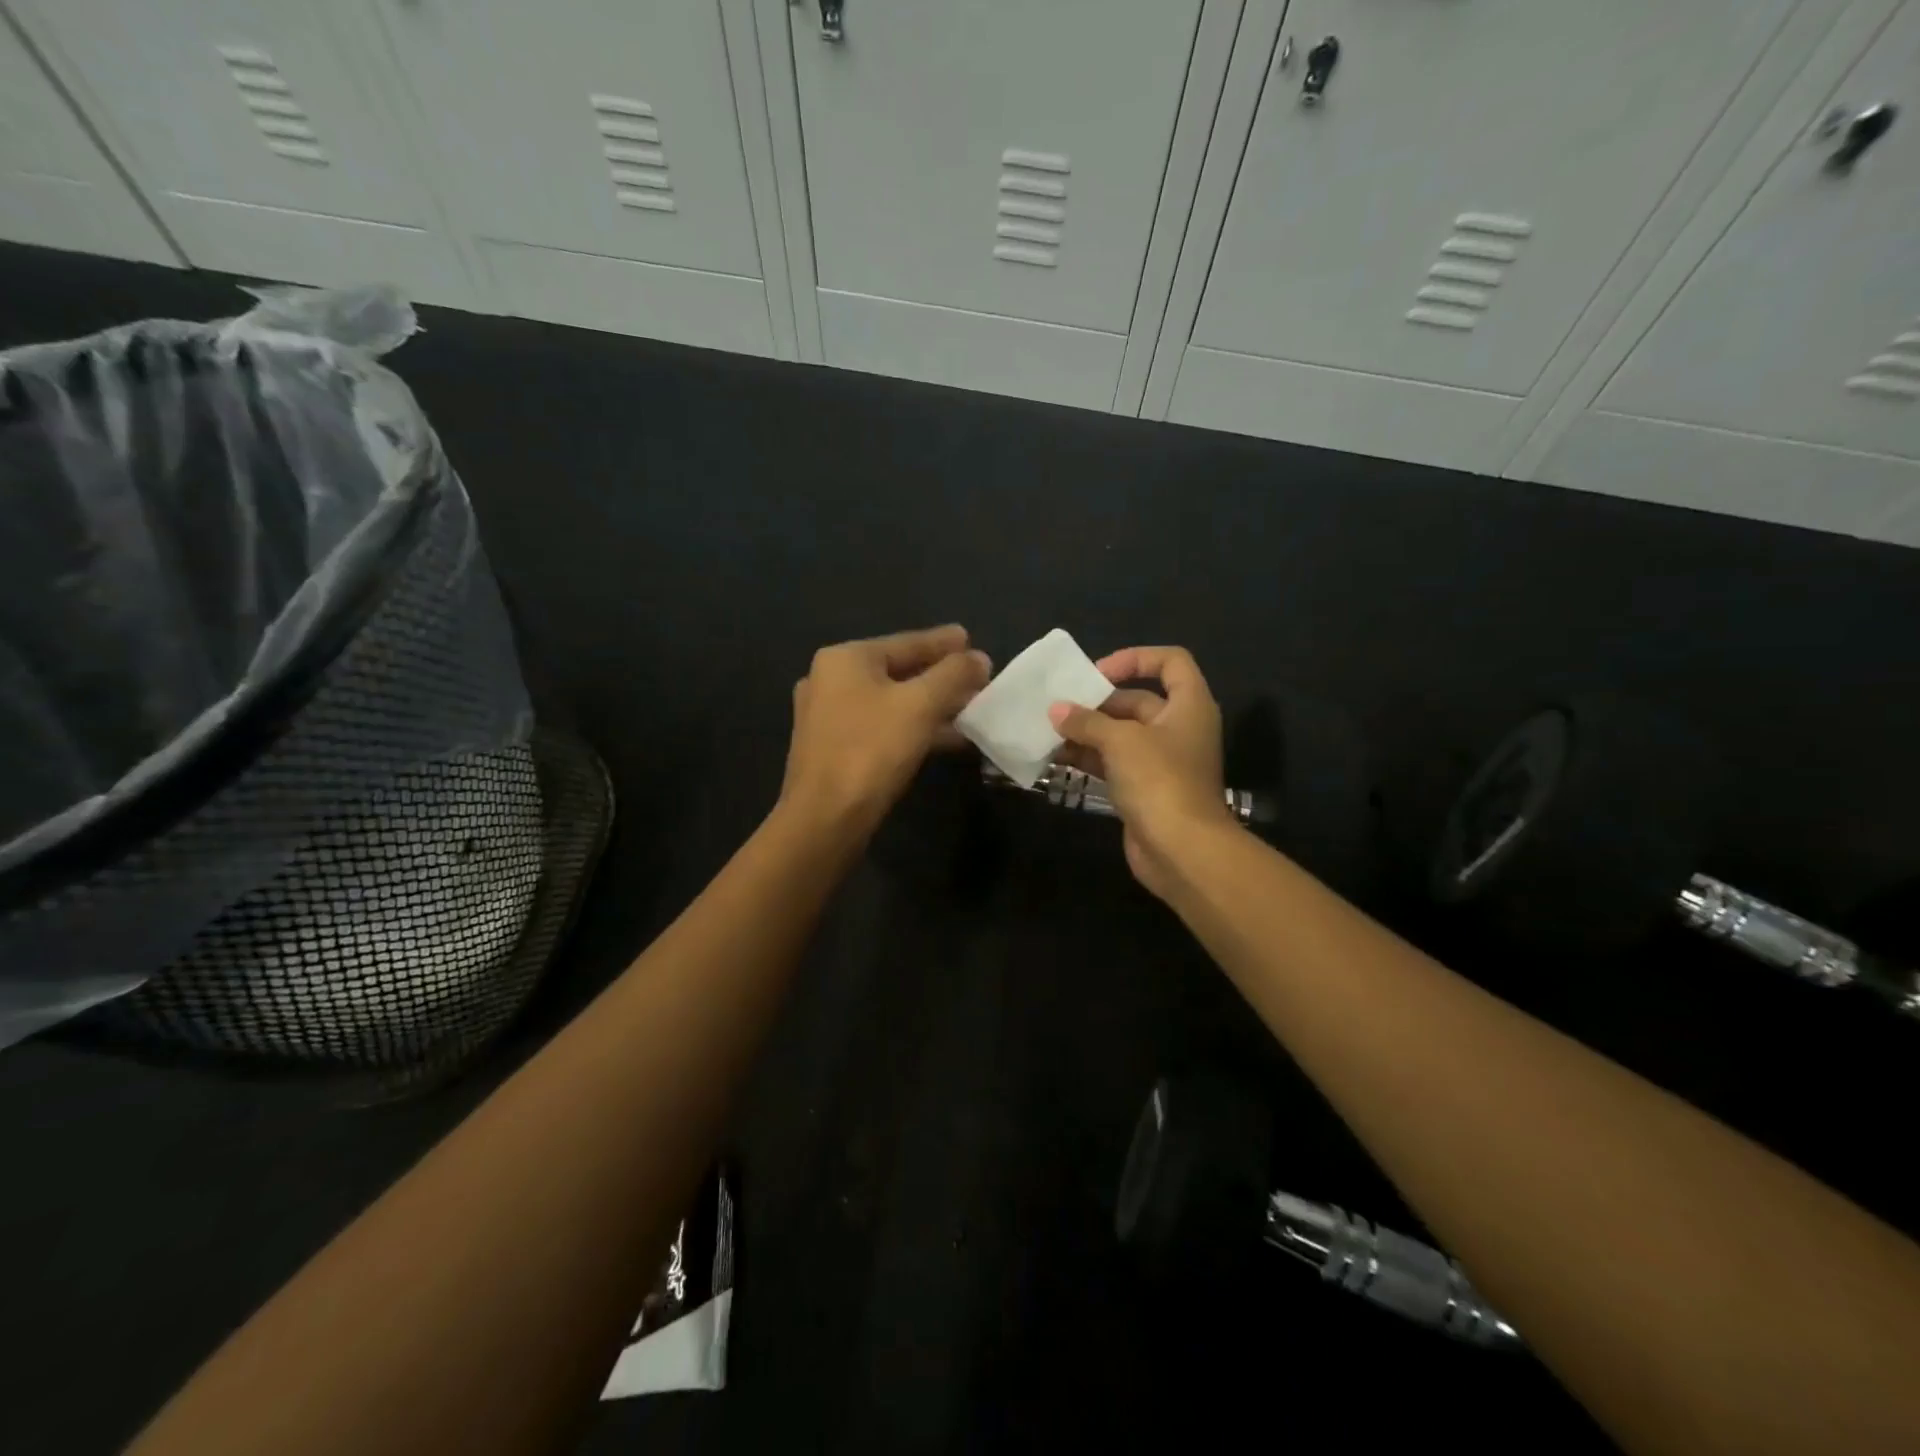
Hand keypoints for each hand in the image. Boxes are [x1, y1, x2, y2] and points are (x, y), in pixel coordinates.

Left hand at [780, 625, 990, 839]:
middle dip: (940, 678)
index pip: (906, 642)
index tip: (972, 640)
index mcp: (845, 659)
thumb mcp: (921, 705)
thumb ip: (953, 675)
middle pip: (898, 671)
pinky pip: (881, 727)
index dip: (944, 643)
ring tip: (970, 710)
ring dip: (931, 706)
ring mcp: (827, 717)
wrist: (825, 818)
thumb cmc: (872, 750)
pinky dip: (913, 728)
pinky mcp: (833, 749)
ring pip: (891, 703)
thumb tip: (979, 658)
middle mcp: (829, 680)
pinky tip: (946, 739)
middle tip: (977, 679)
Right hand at [1049, 645, 1235, 899]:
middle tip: (1059, 705)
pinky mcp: (1145, 789)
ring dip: (1087, 731)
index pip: (1170, 662)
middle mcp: (1179, 728)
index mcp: (1189, 705)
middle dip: (1097, 702)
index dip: (1135, 658)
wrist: (1182, 851)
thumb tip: (1056, 710)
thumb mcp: (1121, 741)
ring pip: (1121, 734)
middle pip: (1137, 700)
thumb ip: (1086, 721)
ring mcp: (1162, 761)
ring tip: (1048, 730)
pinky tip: (1056, 756)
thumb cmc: (1159, 780)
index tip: (1098, 673)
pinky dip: (1089, 757)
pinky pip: (1114, 763)